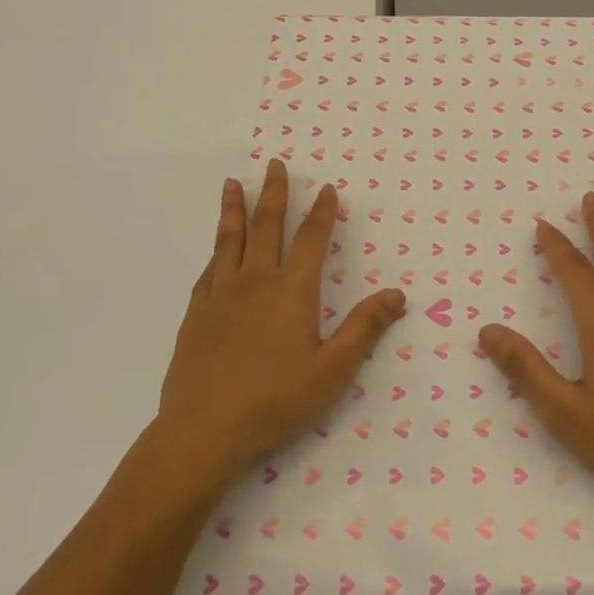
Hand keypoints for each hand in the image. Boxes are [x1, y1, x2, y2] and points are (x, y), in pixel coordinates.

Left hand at [158, 159, 405, 481]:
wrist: (203, 430)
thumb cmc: (275, 400)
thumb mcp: (332, 371)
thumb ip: (364, 328)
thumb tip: (397, 294)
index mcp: (292, 289)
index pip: (312, 238)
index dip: (322, 211)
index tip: (326, 188)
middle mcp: (256, 280)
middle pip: (267, 225)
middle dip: (274, 192)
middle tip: (274, 164)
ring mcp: (221, 294)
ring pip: (230, 239)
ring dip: (235, 208)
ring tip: (233, 183)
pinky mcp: (196, 312)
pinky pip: (209, 269)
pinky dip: (216, 250)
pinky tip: (217, 248)